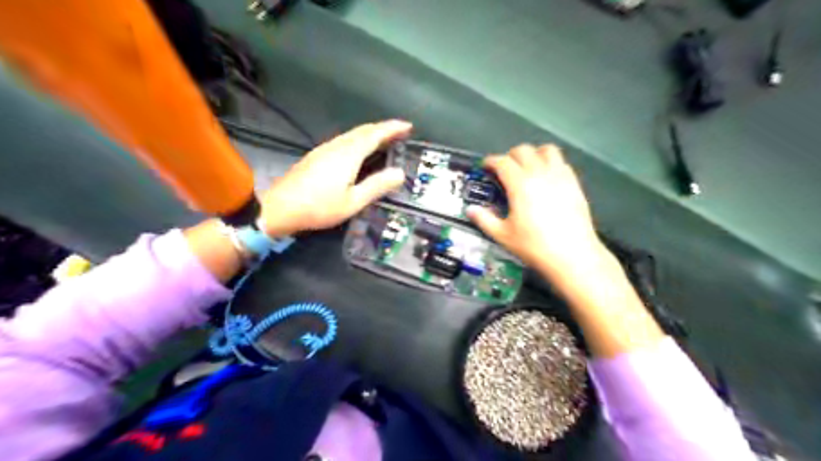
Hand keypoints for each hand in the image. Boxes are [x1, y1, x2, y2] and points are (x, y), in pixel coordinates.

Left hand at [259, 121, 409, 236]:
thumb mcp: (353, 201)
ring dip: (370, 133)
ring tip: (384, 140)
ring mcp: (324, 149)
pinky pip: (343, 141)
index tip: (408, 126)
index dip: (392, 128)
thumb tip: (400, 173)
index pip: (374, 134)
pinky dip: (358, 140)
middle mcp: (336, 146)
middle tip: (399, 132)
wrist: (279, 208)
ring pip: (351, 134)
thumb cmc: (319, 207)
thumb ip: (377, 186)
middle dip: (383, 128)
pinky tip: (358, 150)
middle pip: (362, 130)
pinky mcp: (316, 156)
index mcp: (348, 155)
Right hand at [469, 145, 600, 280]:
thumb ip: (484, 220)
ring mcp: (560, 176)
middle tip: (503, 169)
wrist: (572, 256)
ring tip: (527, 167)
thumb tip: (471, 210)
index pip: (502, 161)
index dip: (491, 161)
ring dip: (533, 154)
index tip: (485, 167)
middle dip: (509, 156)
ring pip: (546, 150)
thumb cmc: (535, 246)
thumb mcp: (503, 236)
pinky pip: (562, 162)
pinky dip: (550, 163)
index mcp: (520, 185)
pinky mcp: (574, 183)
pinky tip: (546, 178)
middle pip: (523, 150)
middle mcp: (540, 174)